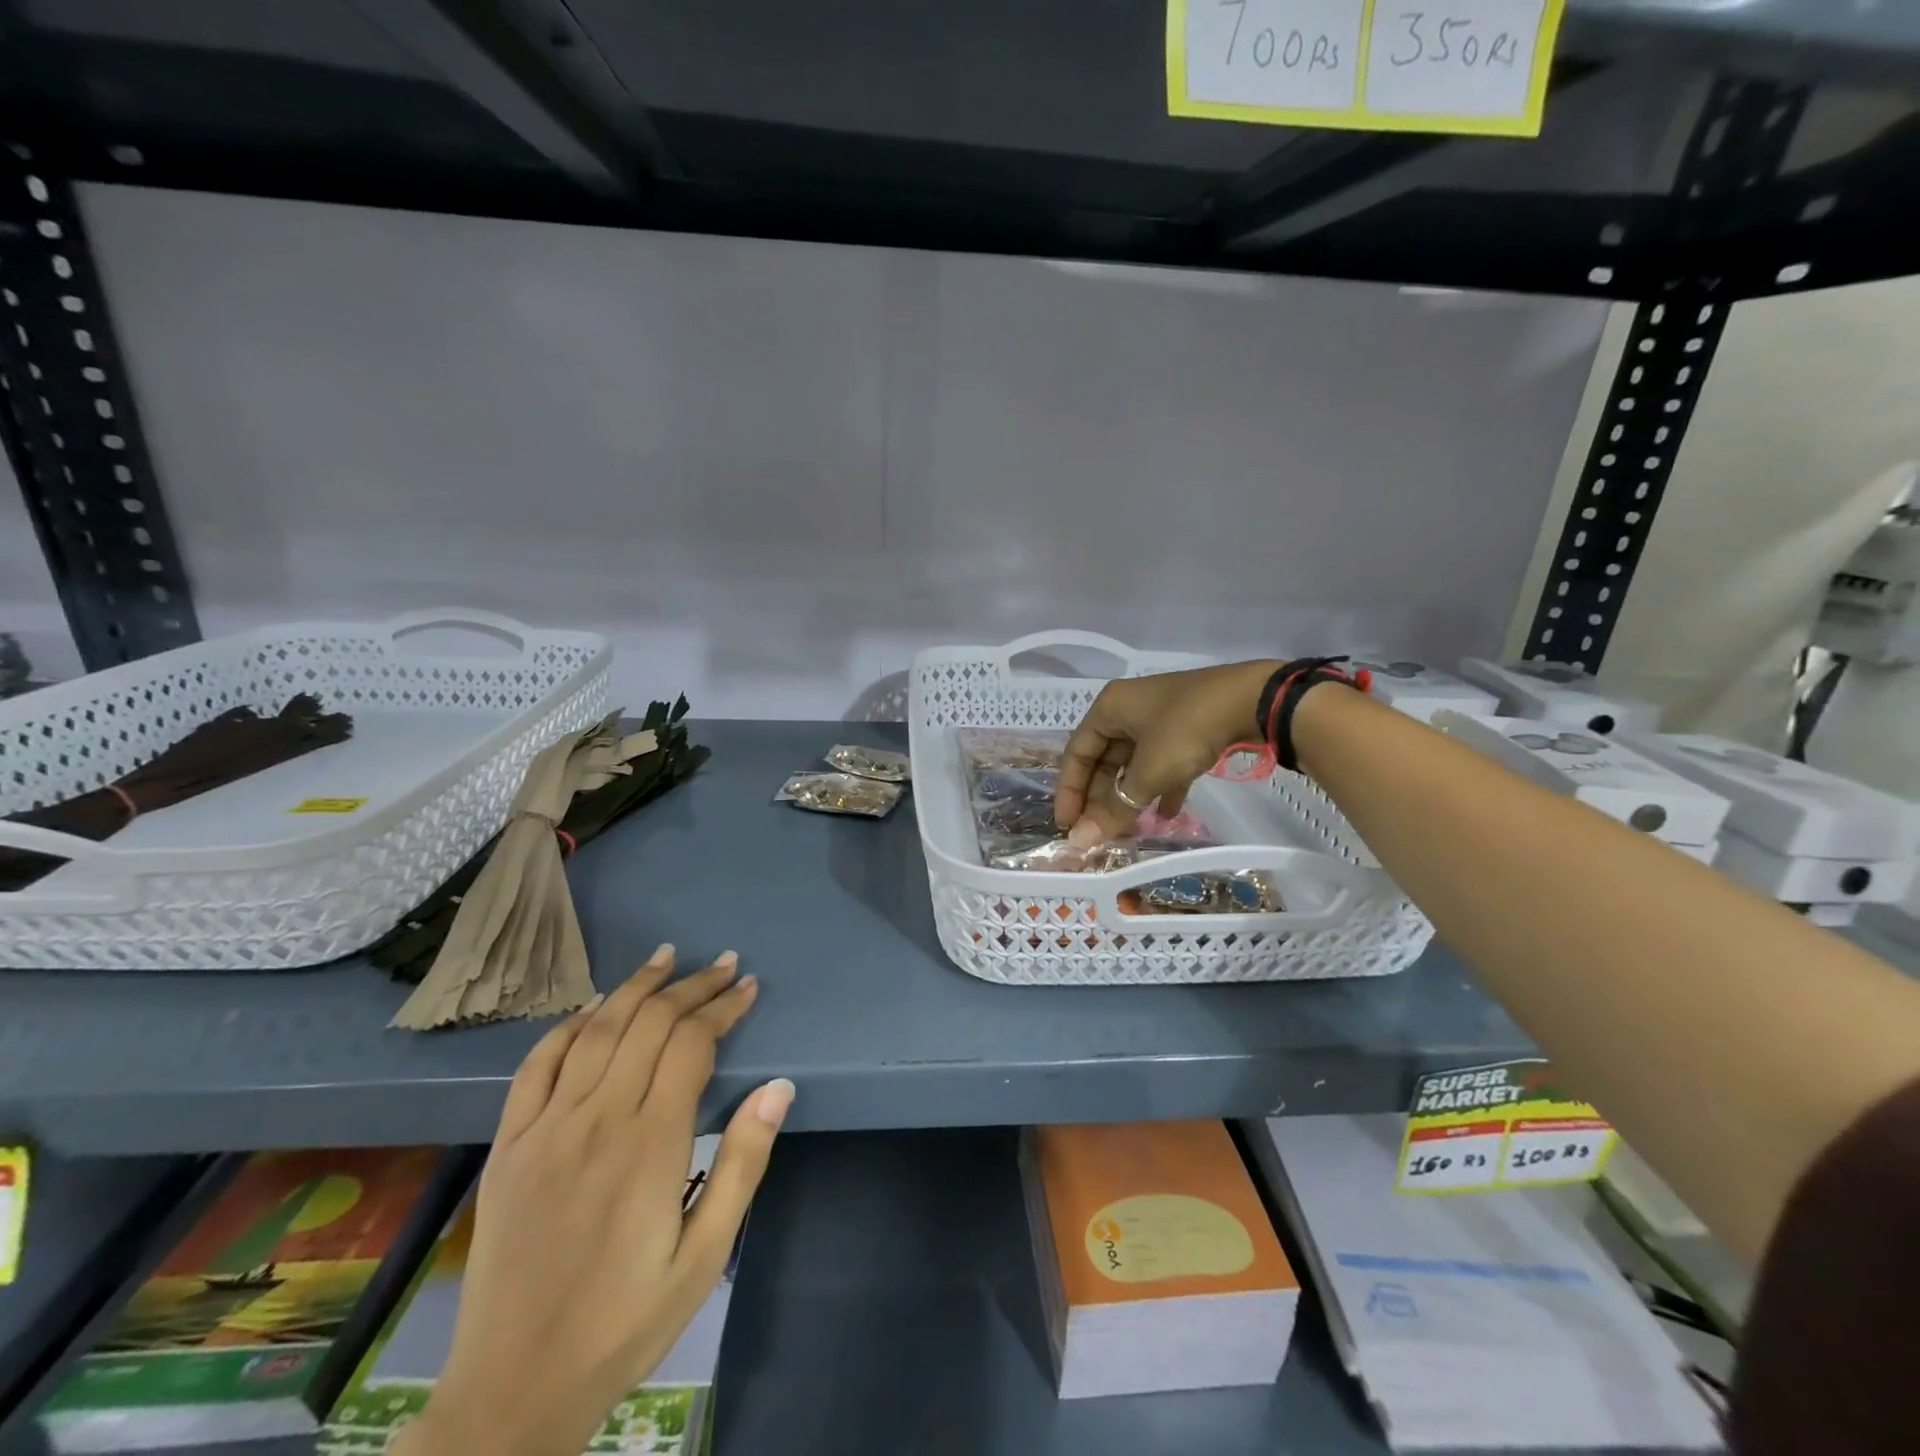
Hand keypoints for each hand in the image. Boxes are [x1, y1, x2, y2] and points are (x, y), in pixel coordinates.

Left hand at [395, 946, 792, 1455]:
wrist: (512, 1391)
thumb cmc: (625, 1323)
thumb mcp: (705, 1256)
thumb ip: (742, 1163)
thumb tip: (778, 1086)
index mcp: (651, 1144)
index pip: (692, 1044)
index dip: (723, 1007)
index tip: (748, 987)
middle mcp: (597, 1119)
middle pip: (650, 1024)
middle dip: (692, 987)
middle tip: (723, 965)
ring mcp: (546, 1128)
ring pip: (597, 1030)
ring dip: (636, 988)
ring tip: (667, 959)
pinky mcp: (509, 1144)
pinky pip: (537, 1065)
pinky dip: (568, 1026)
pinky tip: (593, 1008)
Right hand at [1056, 660, 1278, 843]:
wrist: (1255, 699)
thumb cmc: (1187, 729)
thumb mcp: (1149, 772)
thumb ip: (1115, 807)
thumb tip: (1079, 841)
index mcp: (1109, 708)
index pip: (1076, 753)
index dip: (1069, 791)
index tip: (1068, 825)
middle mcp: (1129, 710)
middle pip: (1103, 760)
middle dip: (1101, 798)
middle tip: (1099, 833)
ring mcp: (1160, 718)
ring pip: (1133, 763)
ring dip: (1129, 796)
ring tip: (1128, 830)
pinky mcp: (1188, 728)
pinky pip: (1163, 762)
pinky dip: (1160, 787)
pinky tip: (1168, 815)